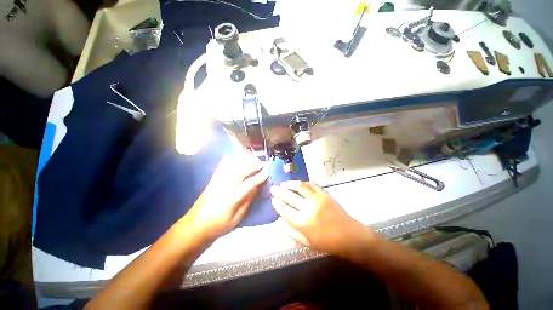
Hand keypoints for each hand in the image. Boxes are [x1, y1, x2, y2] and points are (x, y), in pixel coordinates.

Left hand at [185, 154, 268, 239]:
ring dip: (243, 161)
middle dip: (253, 165)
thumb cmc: (218, 225)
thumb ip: (247, 201)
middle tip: (262, 162)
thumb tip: (256, 188)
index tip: (267, 172)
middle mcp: (224, 186)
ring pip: (232, 167)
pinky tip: (234, 157)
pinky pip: (221, 166)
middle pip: (241, 171)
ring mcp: (217, 181)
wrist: (196, 226)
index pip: (249, 184)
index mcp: (232, 198)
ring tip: (252, 158)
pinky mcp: (212, 180)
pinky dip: (228, 160)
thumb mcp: (236, 218)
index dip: (259, 177)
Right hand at [270, 181, 374, 254]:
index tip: (272, 199)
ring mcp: (316, 198)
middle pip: (288, 196)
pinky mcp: (324, 194)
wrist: (349, 236)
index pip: (283, 209)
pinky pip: (311, 185)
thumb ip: (291, 231)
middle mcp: (307, 208)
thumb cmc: (327, 243)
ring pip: (299, 186)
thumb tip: (279, 219)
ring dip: (289, 183)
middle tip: (273, 188)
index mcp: (301, 222)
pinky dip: (303, 183)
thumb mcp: (306, 242)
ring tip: (283, 183)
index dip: (276, 203)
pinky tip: (298, 183)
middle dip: (278, 191)